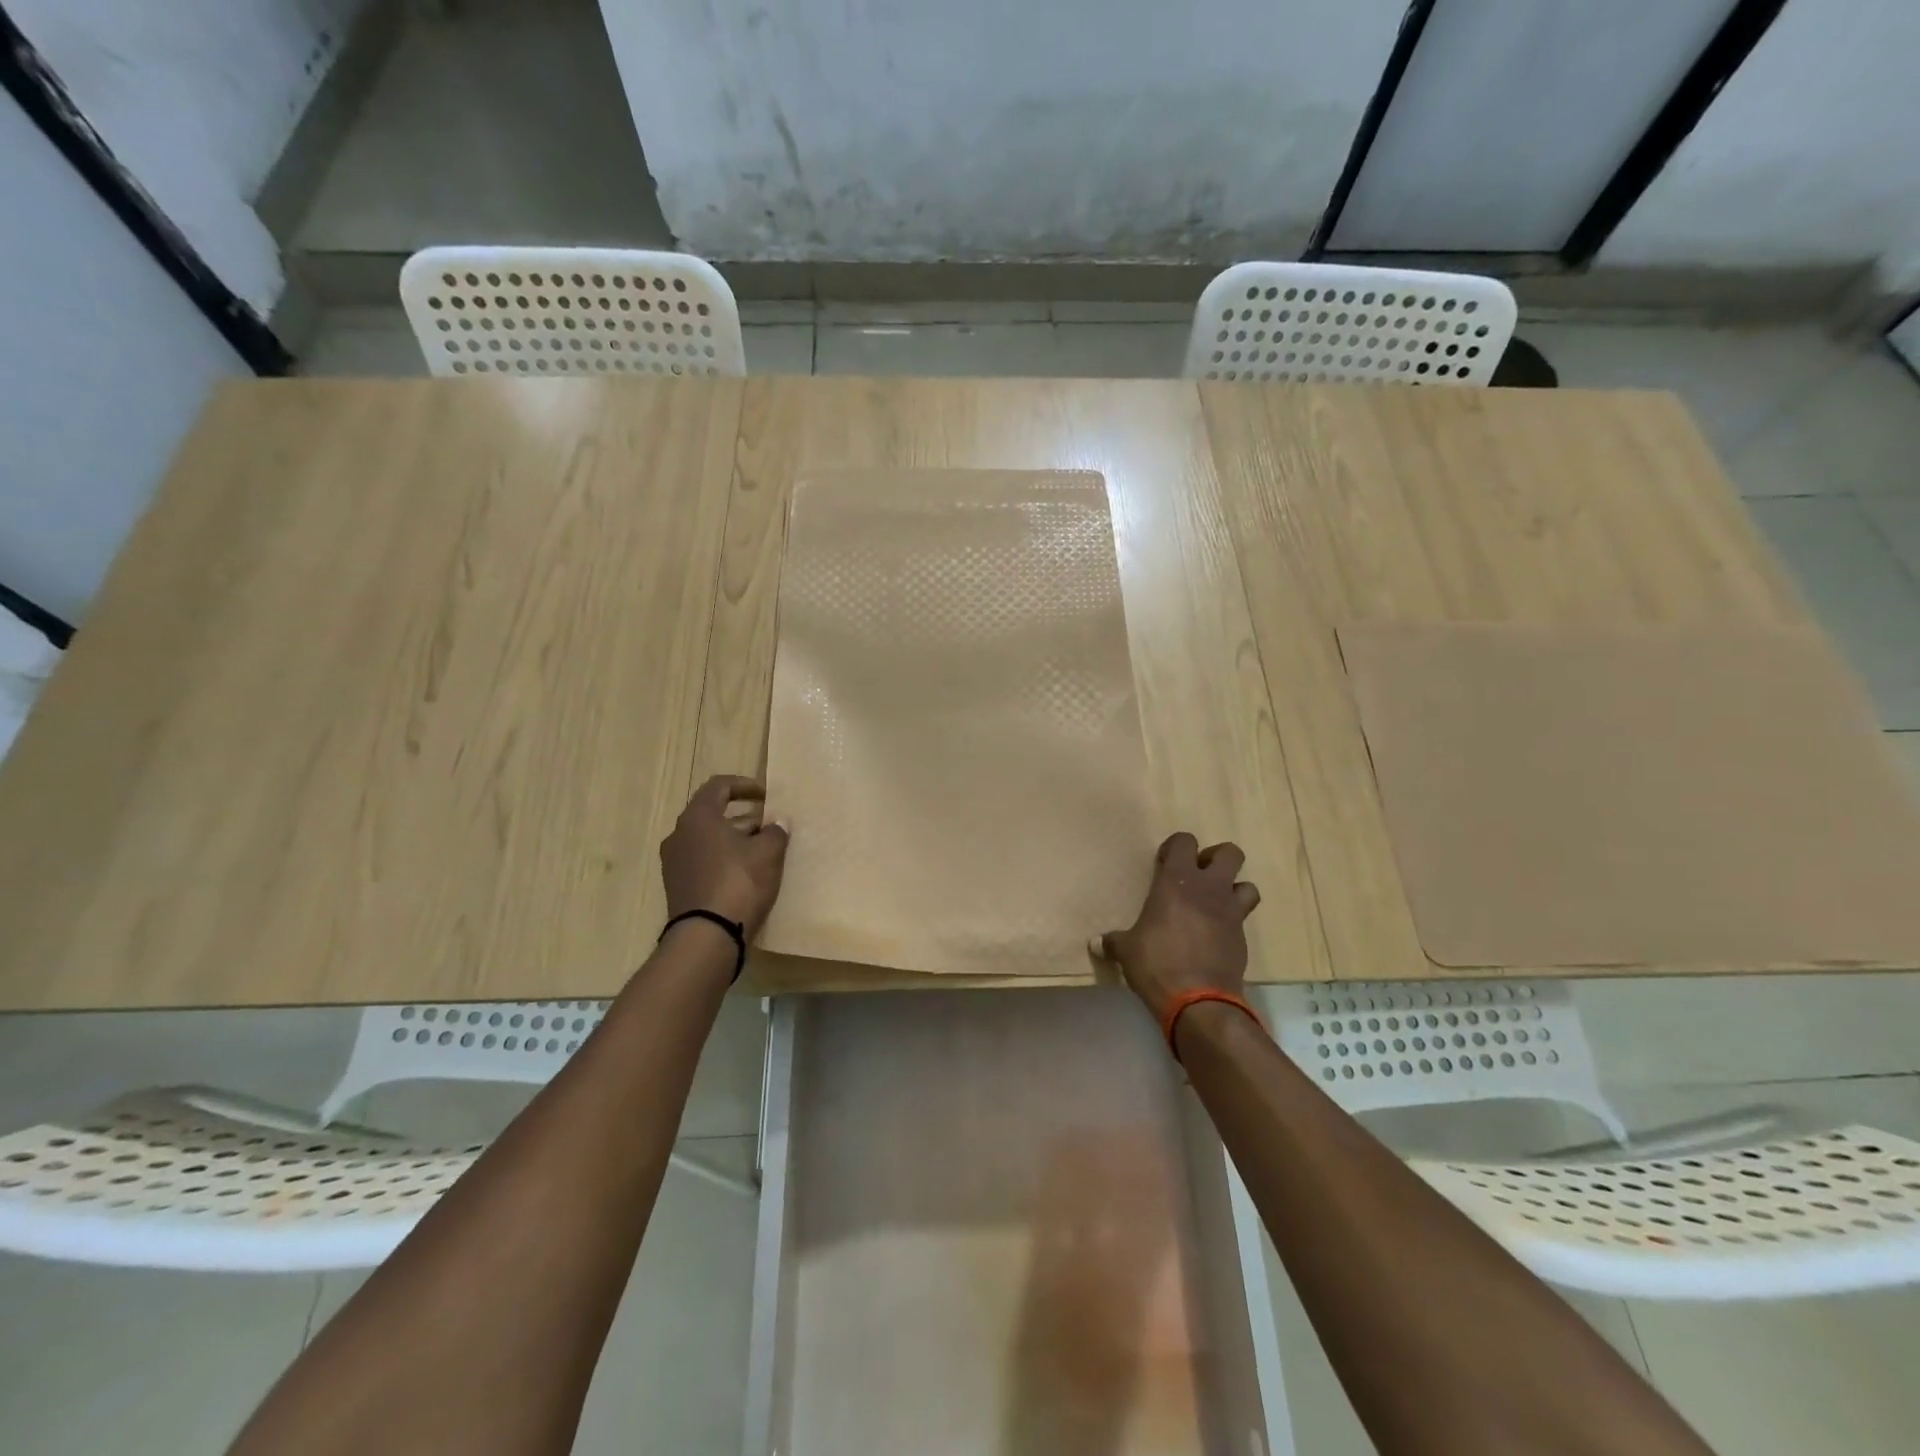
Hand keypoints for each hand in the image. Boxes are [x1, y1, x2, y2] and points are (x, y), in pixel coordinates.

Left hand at [660, 776, 790, 936]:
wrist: (707, 936)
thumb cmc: (739, 882)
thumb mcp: (768, 853)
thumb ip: (775, 831)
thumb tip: (776, 825)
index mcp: (698, 817)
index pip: (718, 786)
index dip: (744, 785)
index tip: (766, 797)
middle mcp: (679, 835)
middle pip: (712, 814)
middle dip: (743, 817)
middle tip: (768, 827)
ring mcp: (675, 862)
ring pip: (708, 839)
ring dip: (734, 840)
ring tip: (762, 851)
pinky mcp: (678, 886)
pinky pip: (703, 861)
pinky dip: (723, 859)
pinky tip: (746, 874)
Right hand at [1097, 832, 1259, 1021]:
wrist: (1199, 1001)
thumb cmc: (1157, 963)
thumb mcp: (1127, 951)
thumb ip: (1114, 942)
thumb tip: (1095, 944)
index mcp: (1177, 881)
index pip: (1185, 841)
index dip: (1175, 847)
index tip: (1163, 863)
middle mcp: (1209, 889)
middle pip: (1229, 853)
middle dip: (1215, 859)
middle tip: (1197, 876)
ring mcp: (1231, 912)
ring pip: (1247, 884)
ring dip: (1233, 889)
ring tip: (1213, 905)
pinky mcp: (1243, 938)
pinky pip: (1243, 918)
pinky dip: (1232, 922)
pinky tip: (1215, 936)